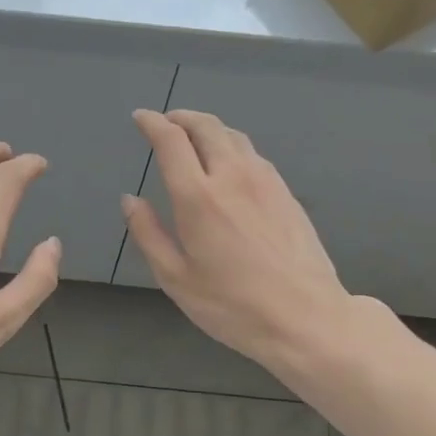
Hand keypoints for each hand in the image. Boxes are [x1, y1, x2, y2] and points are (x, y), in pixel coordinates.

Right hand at [122, 109, 358, 374]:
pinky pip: (253, 154)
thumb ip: (148, 234)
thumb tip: (130, 200)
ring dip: (208, 128)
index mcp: (198, 197)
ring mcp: (265, 181)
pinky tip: (228, 164)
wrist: (305, 318)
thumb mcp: (176, 278)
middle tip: (166, 122)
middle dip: (181, 117)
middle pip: (206, 127)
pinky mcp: (286, 192)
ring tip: (194, 138)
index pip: (171, 140)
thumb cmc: (232, 305)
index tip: (140, 118)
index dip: (152, 123)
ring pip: (233, 136)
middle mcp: (232, 176)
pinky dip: (232, 146)